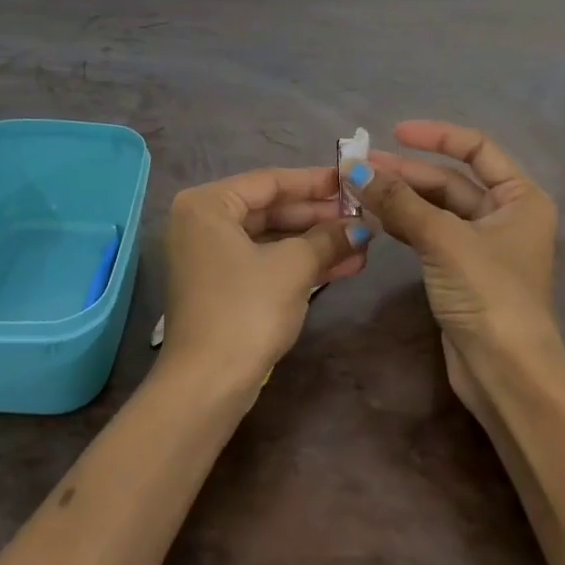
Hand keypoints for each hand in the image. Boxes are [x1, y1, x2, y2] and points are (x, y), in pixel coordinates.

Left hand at [160, 166, 368, 389]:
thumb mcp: (293, 267)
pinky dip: (299, 264)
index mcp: (207, 204)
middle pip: (270, 209)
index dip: (315, 181)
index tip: (352, 180)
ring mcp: (210, 257)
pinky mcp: (221, 287)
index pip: (269, 181)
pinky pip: (265, 262)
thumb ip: (328, 238)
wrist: (207, 384)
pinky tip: (342, 266)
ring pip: (271, 238)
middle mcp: (202, 223)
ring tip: (361, 243)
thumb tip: (361, 226)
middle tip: (362, 215)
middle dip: (319, 216)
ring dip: (315, 242)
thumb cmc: (246, 310)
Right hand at [344, 122, 560, 409]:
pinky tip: (372, 216)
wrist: (507, 374)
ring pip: (435, 208)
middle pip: (450, 180)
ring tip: (357, 188)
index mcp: (520, 197)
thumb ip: (399, 201)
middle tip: (360, 167)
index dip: (436, 136)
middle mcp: (504, 214)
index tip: (394, 133)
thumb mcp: (444, 240)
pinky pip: (428, 233)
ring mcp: (481, 245)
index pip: (476, 149)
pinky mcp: (461, 270)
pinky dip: (402, 223)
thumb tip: (354, 167)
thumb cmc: (489, 295)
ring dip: (399, 197)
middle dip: (406, 172)